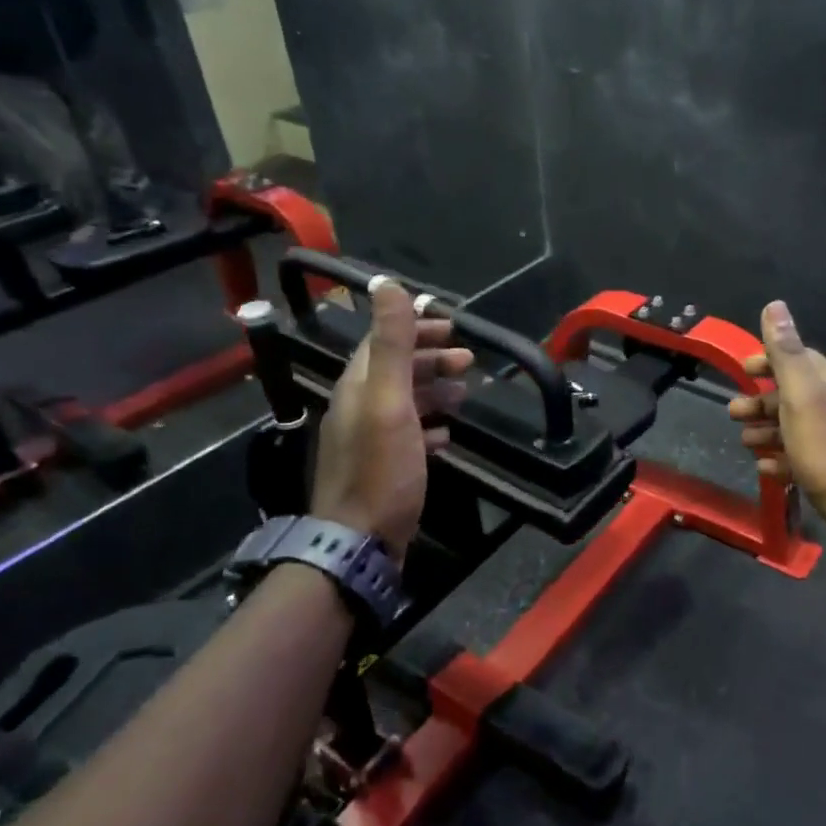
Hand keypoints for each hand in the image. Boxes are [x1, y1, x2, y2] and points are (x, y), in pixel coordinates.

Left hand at [311, 279, 473, 559]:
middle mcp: (358, 407)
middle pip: (395, 371)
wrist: (360, 541)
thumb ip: (391, 344)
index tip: (452, 325)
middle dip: (430, 359)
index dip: (415, 328)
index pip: (383, 342)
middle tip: (468, 360)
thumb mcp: (389, 402)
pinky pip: (407, 435)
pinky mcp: (382, 468)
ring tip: (464, 392)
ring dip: (433, 390)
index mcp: (358, 387)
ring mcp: (369, 440)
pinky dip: (429, 426)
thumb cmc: (380, 470)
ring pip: (403, 402)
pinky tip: (447, 434)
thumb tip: (386, 284)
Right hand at [728, 300, 825, 545]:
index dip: (770, 360)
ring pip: (796, 428)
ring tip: (744, 443)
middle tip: (732, 412)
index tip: (743, 369)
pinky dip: (781, 460)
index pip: (800, 359)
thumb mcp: (802, 396)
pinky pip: (803, 459)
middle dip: (761, 401)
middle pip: (794, 396)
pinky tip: (766, 470)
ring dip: (767, 431)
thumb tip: (775, 305)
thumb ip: (787, 353)